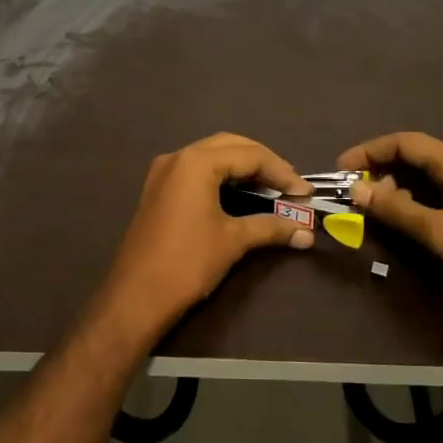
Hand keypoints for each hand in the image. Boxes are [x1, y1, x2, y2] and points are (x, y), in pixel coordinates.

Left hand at [92, 133, 313, 345]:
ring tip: (271, 189)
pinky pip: (197, 170)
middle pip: (231, 146)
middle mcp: (178, 157)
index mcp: (196, 162)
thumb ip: (271, 228)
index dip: (282, 173)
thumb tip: (306, 233)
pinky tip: (241, 194)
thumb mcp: (233, 241)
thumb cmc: (187, 262)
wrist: (136, 296)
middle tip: (290, 186)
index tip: (305, 194)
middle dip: (264, 163)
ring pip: (212, 155)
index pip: (250, 155)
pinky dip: (222, 176)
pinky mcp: (158, 189)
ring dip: (243, 167)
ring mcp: (164, 172)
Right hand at [338, 131, 442, 291]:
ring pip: (426, 173)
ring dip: (398, 185)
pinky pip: (439, 189)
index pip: (402, 141)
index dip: (369, 151)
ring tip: (378, 208)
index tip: (342, 169)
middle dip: (380, 169)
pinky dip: (416, 197)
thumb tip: (356, 191)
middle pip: (413, 155)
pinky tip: (409, 218)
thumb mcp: (438, 231)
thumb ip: (396, 210)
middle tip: (358, 193)